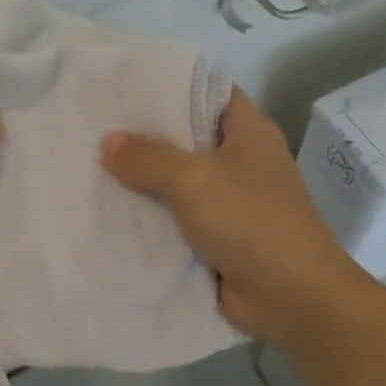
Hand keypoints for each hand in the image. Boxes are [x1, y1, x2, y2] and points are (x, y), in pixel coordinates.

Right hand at [100, 89, 374, 352]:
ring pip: (179, 180)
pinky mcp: (220, 237)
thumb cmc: (250, 221)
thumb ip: (148, 158)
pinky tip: (111, 210)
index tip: (127, 86)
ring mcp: (232, 201)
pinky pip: (179, 218)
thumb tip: (107, 142)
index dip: (171, 86)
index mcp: (249, 132)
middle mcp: (242, 160)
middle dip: (146, 134)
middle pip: (189, 137)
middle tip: (98, 126)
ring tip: (93, 164)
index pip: (209, 92)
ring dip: (144, 180)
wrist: (293, 300)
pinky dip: (152, 216)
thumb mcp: (193, 179)